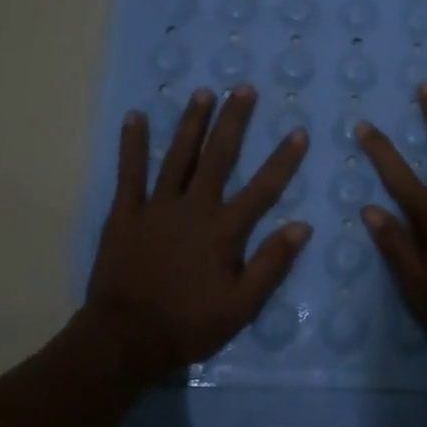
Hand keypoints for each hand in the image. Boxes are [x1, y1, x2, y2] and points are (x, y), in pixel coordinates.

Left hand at [77, 85, 309, 385]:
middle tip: (243, 88)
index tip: (298, 131)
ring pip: (178, 155)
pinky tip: (135, 116)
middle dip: (233, 120)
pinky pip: (129, 172)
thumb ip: (271, 265)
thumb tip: (301, 226)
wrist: (124, 339)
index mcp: (224, 230)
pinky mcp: (125, 213)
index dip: (283, 160)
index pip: (262, 188)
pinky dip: (132, 144)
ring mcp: (157, 206)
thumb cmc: (188, 325)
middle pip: (219, 156)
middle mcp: (194, 207)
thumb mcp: (241, 306)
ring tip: (202, 92)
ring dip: (191, 122)